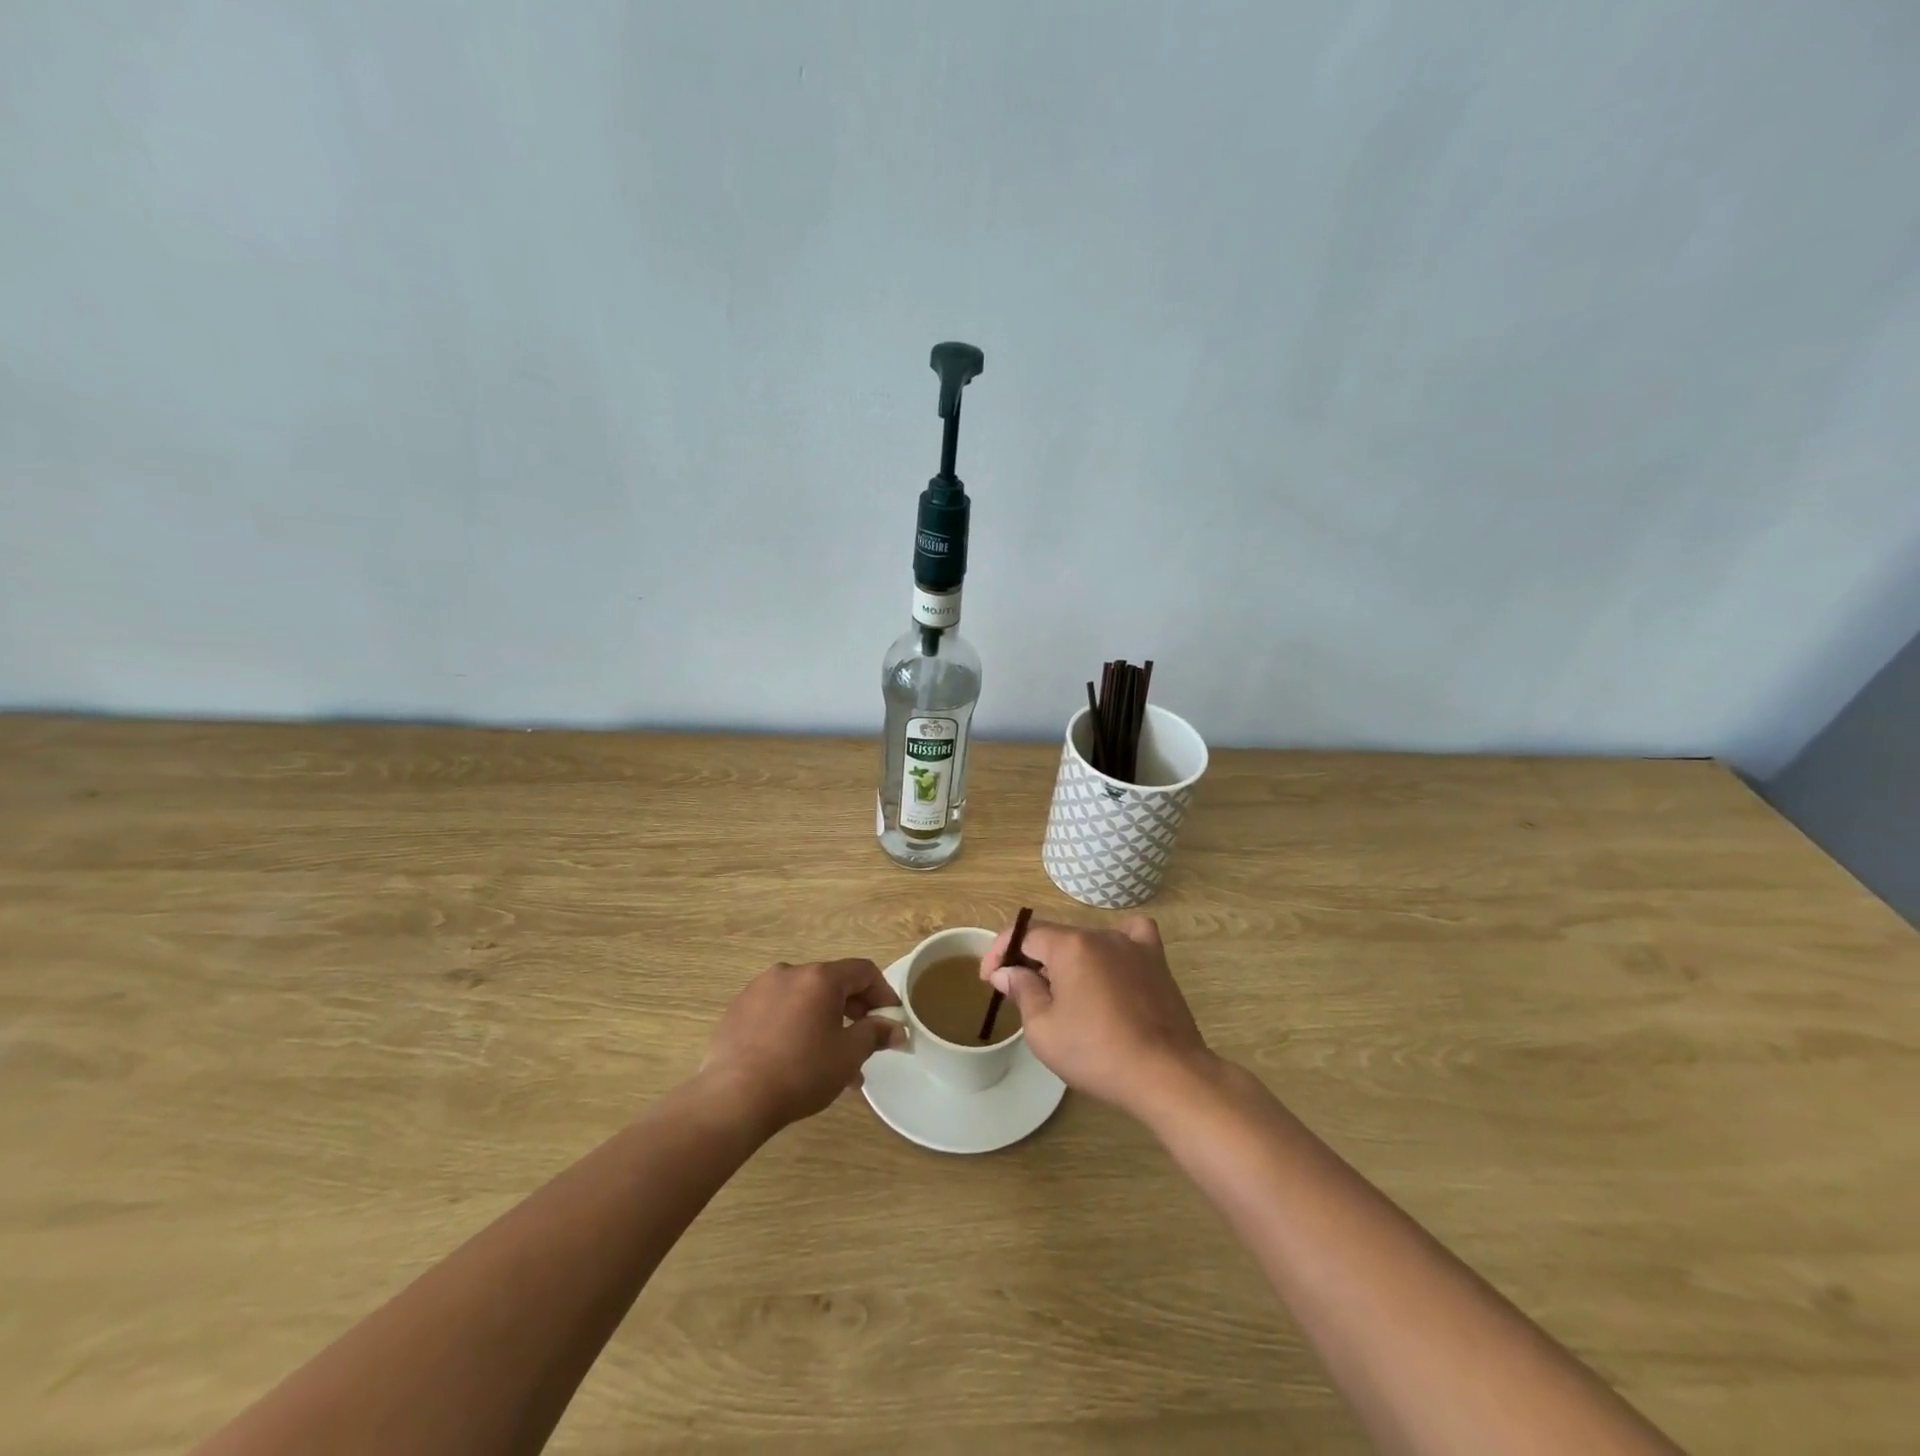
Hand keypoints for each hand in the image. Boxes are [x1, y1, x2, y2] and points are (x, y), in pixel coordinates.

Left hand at [698, 959, 906, 1134]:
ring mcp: (759, 989)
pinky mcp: (738, 1009)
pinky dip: (794, 1027)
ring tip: (831, 1064)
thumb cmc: (801, 1072)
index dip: (883, 993)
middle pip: (832, 984)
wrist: (733, 1098)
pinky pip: (777, 1011)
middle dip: (853, 1012)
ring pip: (804, 1000)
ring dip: (824, 1023)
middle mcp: (789, 972)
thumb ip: (876, 1034)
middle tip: (864, 1044)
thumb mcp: (848, 1055)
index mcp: (820, 977)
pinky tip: (794, 1060)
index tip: (891, 1020)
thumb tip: (897, 1029)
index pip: (863, 971)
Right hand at [981, 915, 1215, 1118]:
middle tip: (1021, 993)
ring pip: (1088, 941)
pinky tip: (1112, 964)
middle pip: (1056, 937)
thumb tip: (1008, 972)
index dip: (1001, 951)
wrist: (1166, 1075)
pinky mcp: (1157, 961)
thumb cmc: (1097, 1053)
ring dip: (1068, 960)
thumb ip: (1022, 991)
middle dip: (1032, 960)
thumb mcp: (1043, 1029)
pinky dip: (1116, 945)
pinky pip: (1132, 937)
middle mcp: (1101, 934)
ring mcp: (1133, 945)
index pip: (1025, 934)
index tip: (989, 978)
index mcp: (1070, 945)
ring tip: (1063, 993)